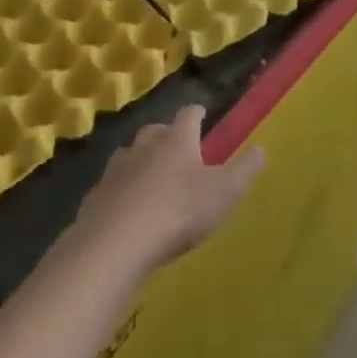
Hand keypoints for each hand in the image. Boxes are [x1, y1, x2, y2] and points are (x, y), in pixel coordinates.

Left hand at [73, 105, 262, 273]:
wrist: (114, 244)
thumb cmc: (178, 212)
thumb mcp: (223, 193)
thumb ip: (244, 170)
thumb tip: (261, 148)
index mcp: (177, 141)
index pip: (188, 115)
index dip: (197, 113)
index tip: (202, 114)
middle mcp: (144, 146)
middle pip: (155, 130)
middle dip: (166, 135)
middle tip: (177, 148)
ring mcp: (115, 170)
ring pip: (129, 155)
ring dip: (140, 160)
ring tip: (150, 177)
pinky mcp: (95, 197)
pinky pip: (111, 186)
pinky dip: (121, 190)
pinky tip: (126, 208)